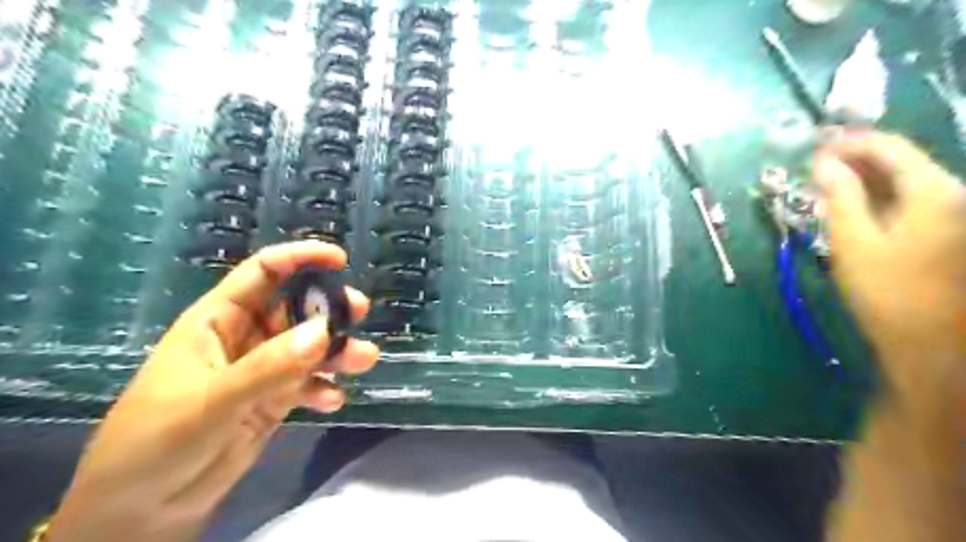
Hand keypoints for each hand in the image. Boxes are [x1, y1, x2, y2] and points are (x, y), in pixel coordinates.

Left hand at [49, 241, 378, 541]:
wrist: (141, 511)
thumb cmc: (157, 442)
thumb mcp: (211, 402)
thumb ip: (269, 366)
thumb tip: (324, 331)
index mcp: (218, 321)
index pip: (263, 273)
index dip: (300, 258)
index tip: (340, 259)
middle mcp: (245, 338)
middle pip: (296, 309)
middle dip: (329, 308)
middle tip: (359, 313)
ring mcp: (263, 370)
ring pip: (310, 347)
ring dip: (337, 351)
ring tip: (363, 361)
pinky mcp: (274, 399)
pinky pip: (309, 382)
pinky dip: (324, 388)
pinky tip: (331, 402)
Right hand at [813, 130, 965, 391]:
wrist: (930, 342)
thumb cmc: (886, 292)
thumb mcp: (852, 241)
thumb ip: (839, 197)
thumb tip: (823, 162)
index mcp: (933, 192)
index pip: (889, 148)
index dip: (849, 142)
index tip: (813, 148)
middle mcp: (953, 193)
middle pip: (902, 160)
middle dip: (856, 158)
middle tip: (815, 167)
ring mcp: (954, 213)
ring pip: (906, 179)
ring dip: (866, 177)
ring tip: (828, 184)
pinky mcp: (947, 231)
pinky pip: (910, 198)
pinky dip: (880, 195)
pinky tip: (855, 205)